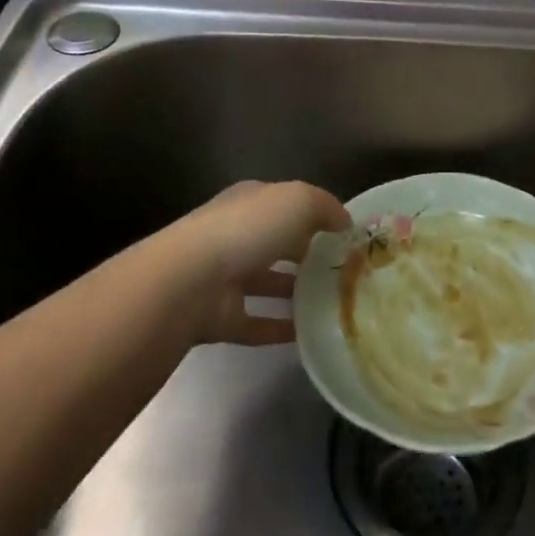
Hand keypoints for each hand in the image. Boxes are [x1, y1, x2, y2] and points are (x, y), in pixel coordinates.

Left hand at [156, 180, 350, 346]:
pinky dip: (278, 328)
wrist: (189, 282)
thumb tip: (345, 222)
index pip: (284, 202)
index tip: (344, 233)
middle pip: (275, 241)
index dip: (313, 214)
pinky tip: (307, 334)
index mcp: (250, 201)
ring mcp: (224, 277)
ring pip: (266, 282)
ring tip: (332, 302)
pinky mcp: (219, 317)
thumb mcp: (298, 201)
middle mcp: (235, 234)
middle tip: (343, 269)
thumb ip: (325, 207)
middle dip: (305, 252)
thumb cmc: (247, 230)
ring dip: (293, 291)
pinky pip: (256, 322)